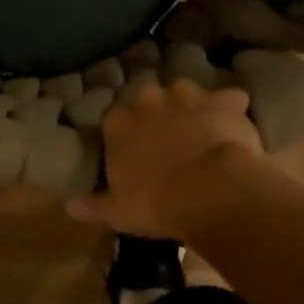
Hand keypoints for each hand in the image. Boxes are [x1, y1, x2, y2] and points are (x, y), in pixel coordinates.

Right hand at [66, 78, 264, 238]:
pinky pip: (228, 99)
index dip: (125, 133)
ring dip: (191, 105)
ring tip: (199, 128)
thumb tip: (69, 206)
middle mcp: (149, 99)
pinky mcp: (223, 102)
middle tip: (167, 137)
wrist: (210, 192)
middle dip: (156, 112)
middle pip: (149, 97)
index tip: (133, 150)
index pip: (114, 117)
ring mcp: (188, 96)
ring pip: (185, 91)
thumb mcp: (117, 211)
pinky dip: (230, 108)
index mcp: (119, 122)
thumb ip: (92, 205)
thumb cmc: (156, 203)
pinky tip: (235, 124)